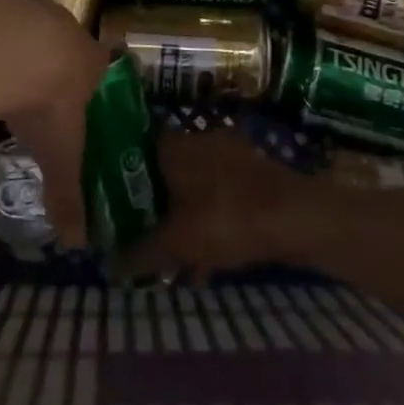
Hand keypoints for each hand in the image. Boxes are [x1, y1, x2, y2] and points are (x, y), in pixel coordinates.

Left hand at [0, 0, 111, 247]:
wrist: (9, 48)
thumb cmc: (46, 102)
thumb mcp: (59, 154)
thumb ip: (67, 194)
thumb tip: (76, 242)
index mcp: (90, 60)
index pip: (99, 67)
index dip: (87, 82)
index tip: (73, 98)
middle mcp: (66, 26)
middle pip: (64, 42)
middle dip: (51, 61)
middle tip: (33, 88)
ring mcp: (31, 6)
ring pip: (30, 24)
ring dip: (18, 43)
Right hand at [116, 131, 320, 280]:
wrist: (296, 217)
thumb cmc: (226, 219)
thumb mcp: (176, 243)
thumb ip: (139, 253)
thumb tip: (107, 265)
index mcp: (173, 145)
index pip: (134, 153)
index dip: (121, 181)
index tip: (114, 208)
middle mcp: (197, 139)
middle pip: (164, 171)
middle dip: (154, 206)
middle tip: (144, 237)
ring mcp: (228, 152)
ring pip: (193, 185)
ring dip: (183, 217)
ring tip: (176, 257)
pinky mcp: (252, 171)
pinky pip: (218, 194)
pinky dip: (210, 219)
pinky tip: (210, 256)